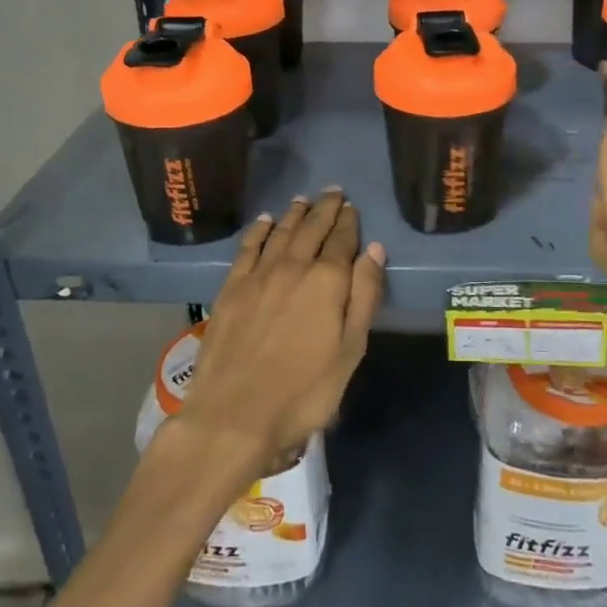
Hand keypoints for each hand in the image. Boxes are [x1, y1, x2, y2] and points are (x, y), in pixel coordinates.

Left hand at [175, 190, 385, 471]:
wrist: (234, 415)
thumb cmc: (304, 391)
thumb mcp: (350, 350)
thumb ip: (364, 296)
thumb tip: (374, 249)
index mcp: (327, 281)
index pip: (342, 240)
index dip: (349, 222)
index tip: (352, 207)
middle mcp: (293, 267)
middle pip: (312, 229)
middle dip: (325, 208)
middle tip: (333, 191)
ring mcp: (259, 275)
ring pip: (281, 232)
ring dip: (295, 213)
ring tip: (304, 199)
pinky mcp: (231, 288)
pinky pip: (248, 248)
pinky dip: (259, 230)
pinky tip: (265, 221)